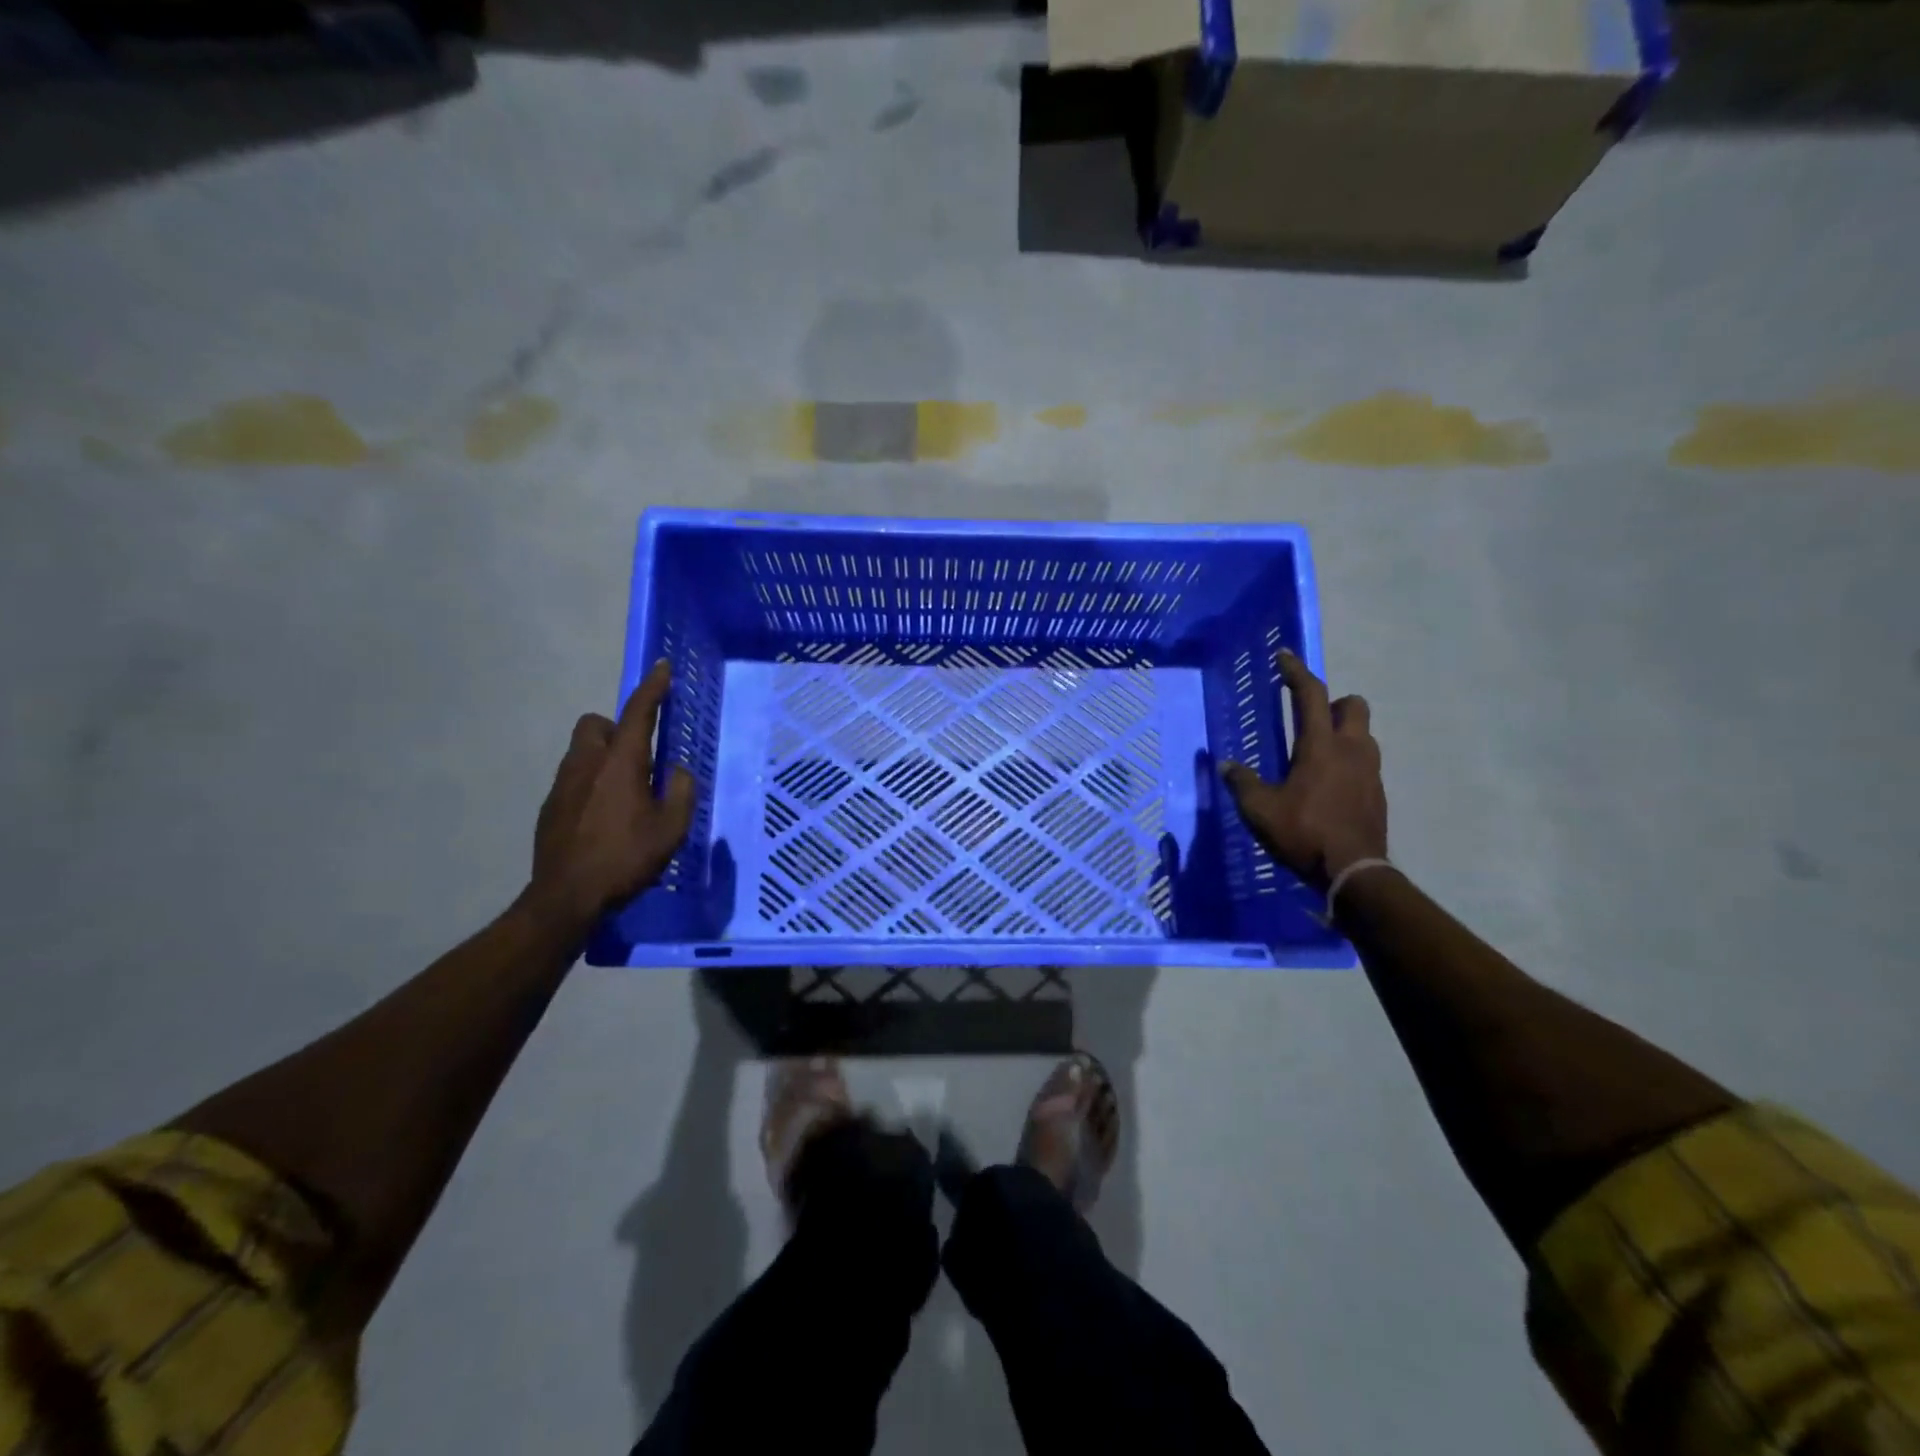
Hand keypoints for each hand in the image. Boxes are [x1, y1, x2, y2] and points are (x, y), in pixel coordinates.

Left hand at [529, 659, 696, 931]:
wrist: (566, 898)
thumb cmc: (625, 859)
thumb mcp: (670, 830)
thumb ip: (680, 792)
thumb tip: (675, 771)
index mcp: (621, 764)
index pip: (637, 713)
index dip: (652, 688)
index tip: (662, 668)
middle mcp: (587, 764)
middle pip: (596, 724)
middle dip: (617, 729)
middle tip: (639, 758)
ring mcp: (562, 785)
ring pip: (582, 751)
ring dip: (604, 757)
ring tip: (624, 792)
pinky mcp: (549, 807)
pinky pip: (573, 778)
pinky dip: (590, 783)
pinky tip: (603, 817)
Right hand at [1221, 649, 1386, 889]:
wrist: (1355, 873)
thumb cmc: (1304, 833)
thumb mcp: (1260, 810)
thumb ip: (1242, 783)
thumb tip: (1225, 765)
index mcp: (1321, 746)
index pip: (1311, 695)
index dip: (1296, 672)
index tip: (1284, 657)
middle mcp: (1352, 750)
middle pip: (1353, 706)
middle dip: (1333, 703)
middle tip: (1309, 716)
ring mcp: (1370, 771)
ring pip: (1364, 734)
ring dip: (1344, 732)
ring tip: (1318, 752)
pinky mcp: (1378, 793)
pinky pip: (1366, 762)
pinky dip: (1349, 761)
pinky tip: (1329, 784)